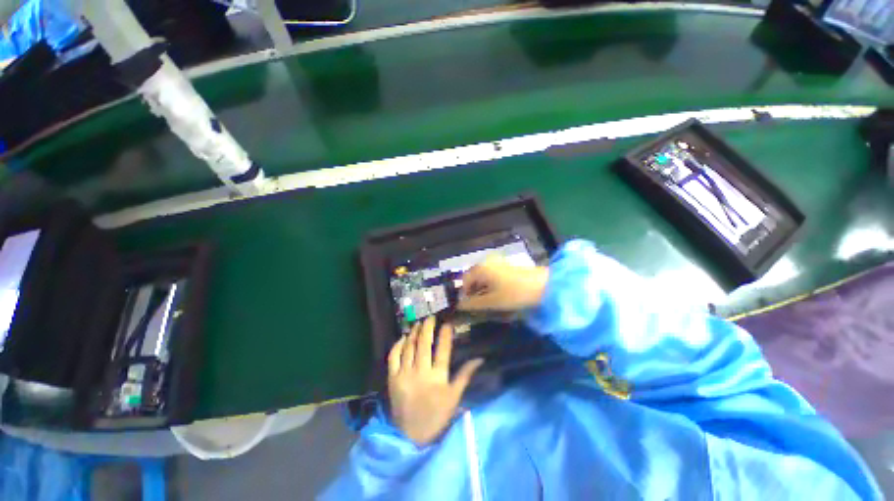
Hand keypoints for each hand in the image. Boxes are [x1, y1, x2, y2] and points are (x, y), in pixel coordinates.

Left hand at [387, 317, 483, 445]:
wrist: (411, 436)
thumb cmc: (437, 415)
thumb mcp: (454, 397)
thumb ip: (465, 375)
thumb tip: (480, 358)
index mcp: (437, 378)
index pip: (443, 349)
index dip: (445, 334)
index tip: (448, 322)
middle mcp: (420, 372)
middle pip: (424, 343)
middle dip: (428, 327)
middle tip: (431, 317)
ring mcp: (404, 374)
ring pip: (409, 347)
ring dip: (413, 332)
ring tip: (418, 323)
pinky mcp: (392, 378)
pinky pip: (393, 357)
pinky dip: (398, 345)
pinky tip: (403, 337)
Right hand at [457, 254, 548, 311]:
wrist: (543, 286)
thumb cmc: (514, 293)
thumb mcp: (492, 301)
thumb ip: (473, 303)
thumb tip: (459, 305)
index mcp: (481, 268)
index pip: (465, 280)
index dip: (465, 293)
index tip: (470, 306)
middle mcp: (487, 261)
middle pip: (473, 276)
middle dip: (474, 290)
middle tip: (479, 304)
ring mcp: (497, 261)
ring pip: (483, 275)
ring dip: (482, 287)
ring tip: (489, 300)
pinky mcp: (506, 264)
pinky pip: (491, 273)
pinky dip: (490, 283)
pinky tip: (498, 292)